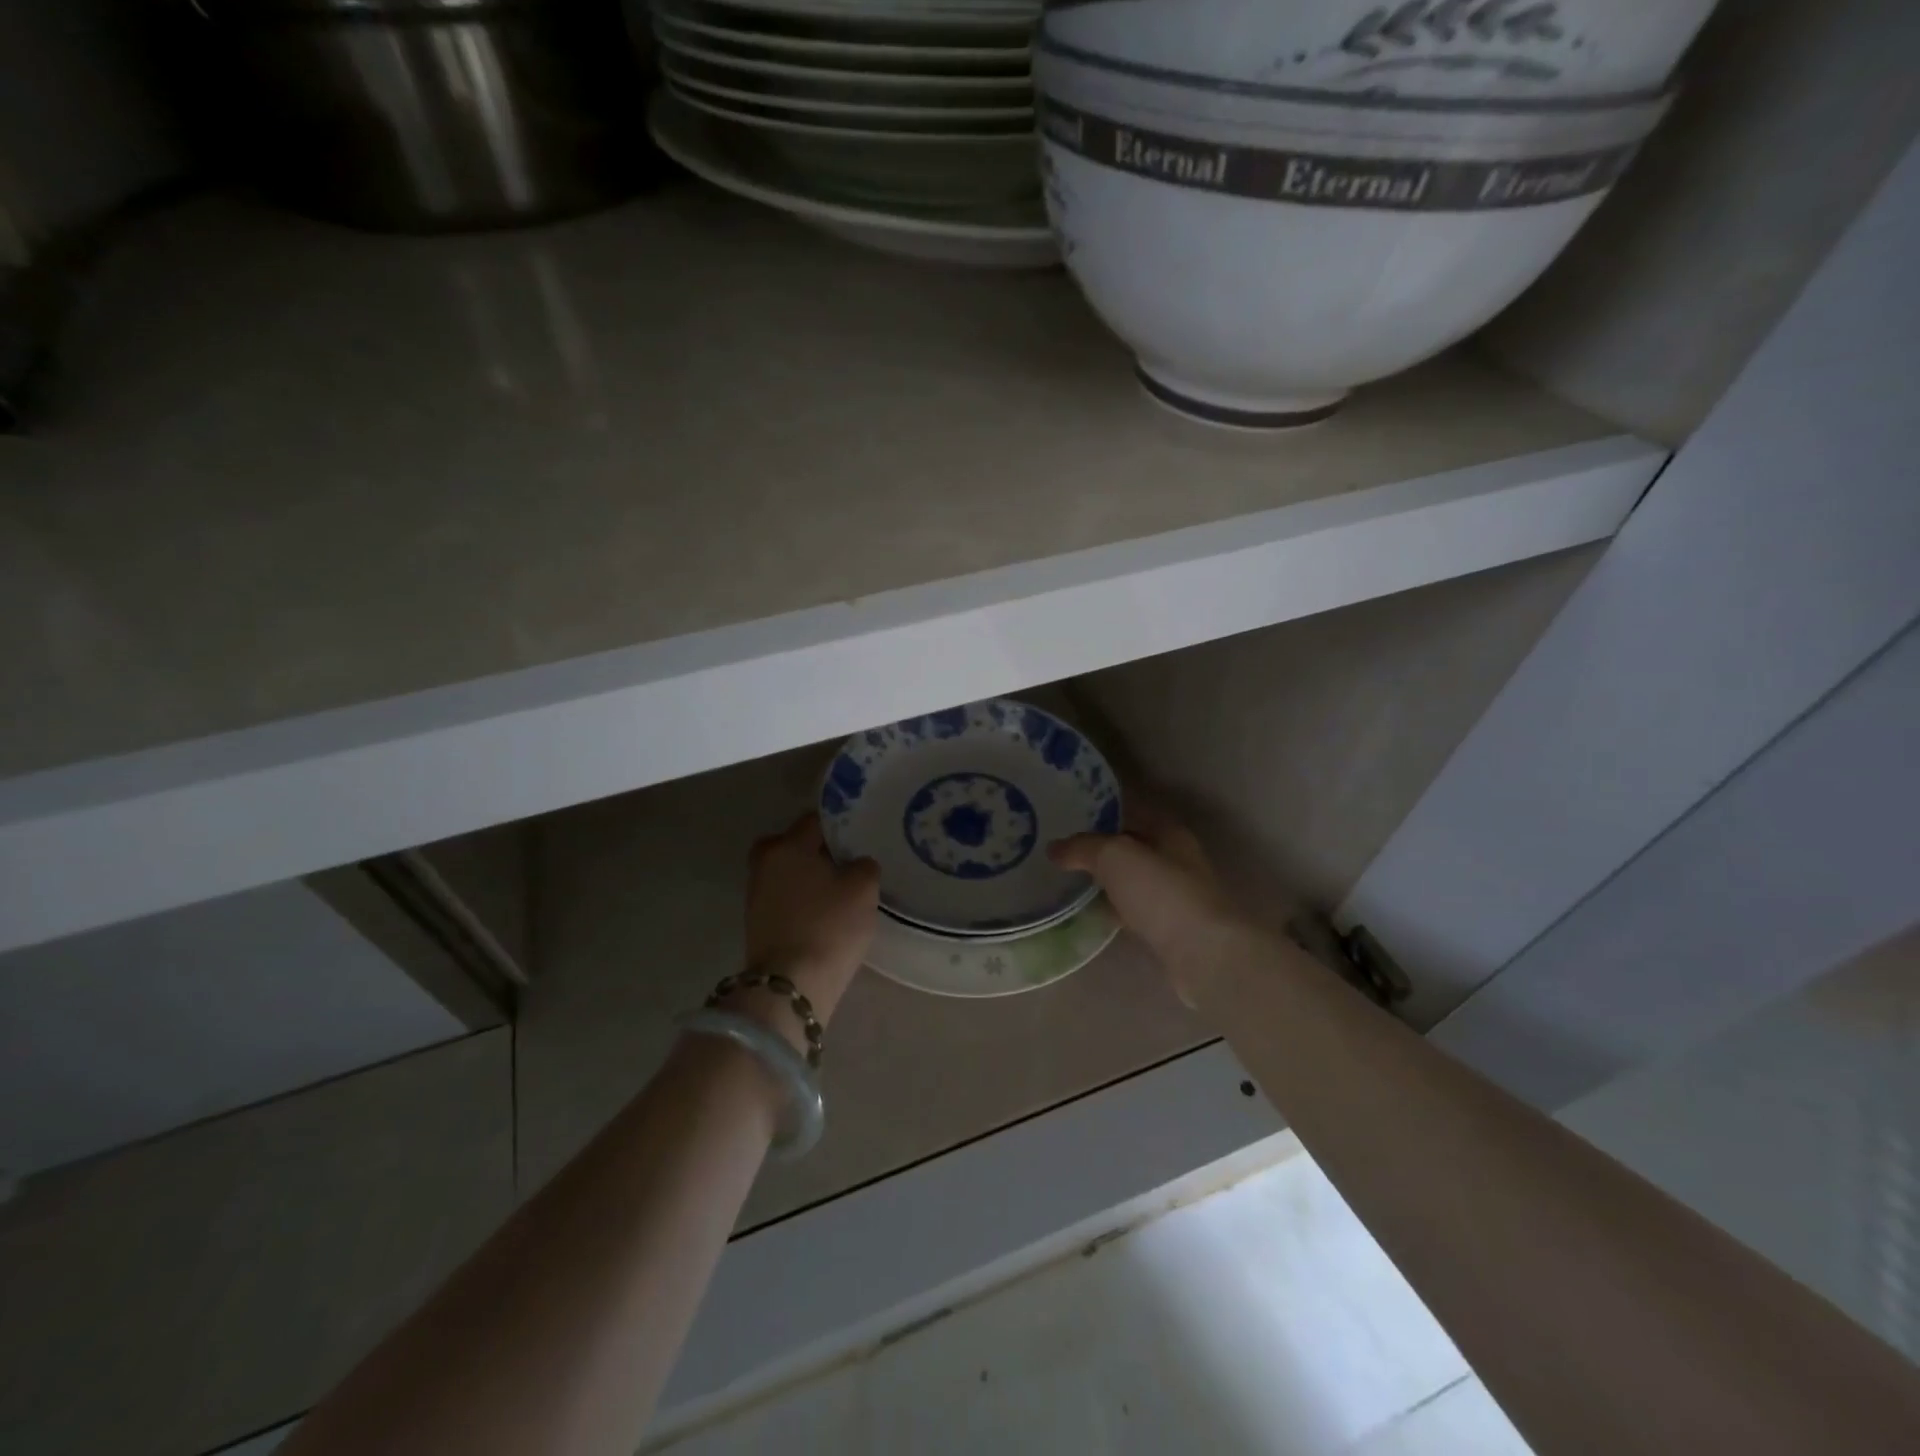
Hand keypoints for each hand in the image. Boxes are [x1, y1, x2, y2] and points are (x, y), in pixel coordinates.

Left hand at [741, 814, 879, 1029]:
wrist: (791, 984)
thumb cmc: (829, 926)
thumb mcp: (863, 888)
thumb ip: (863, 865)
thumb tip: (856, 864)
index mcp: (787, 845)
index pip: (815, 820)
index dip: (839, 825)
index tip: (858, 835)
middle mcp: (764, 863)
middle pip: (794, 845)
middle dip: (816, 851)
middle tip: (844, 863)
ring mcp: (755, 894)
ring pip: (787, 873)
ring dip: (807, 877)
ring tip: (837, 891)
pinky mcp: (756, 923)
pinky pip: (783, 898)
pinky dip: (800, 900)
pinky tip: (822, 913)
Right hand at [1050, 801, 1249, 1004]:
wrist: (1201, 953)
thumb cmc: (1160, 892)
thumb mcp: (1113, 857)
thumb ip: (1082, 848)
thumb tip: (1054, 848)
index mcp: (1169, 832)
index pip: (1133, 811)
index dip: (1104, 811)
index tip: (1072, 816)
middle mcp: (1176, 859)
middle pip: (1134, 846)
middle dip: (1103, 849)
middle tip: (1066, 852)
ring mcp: (1176, 895)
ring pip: (1134, 880)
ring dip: (1109, 881)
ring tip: (1073, 882)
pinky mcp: (1172, 928)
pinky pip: (1136, 910)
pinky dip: (1117, 909)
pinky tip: (1095, 914)